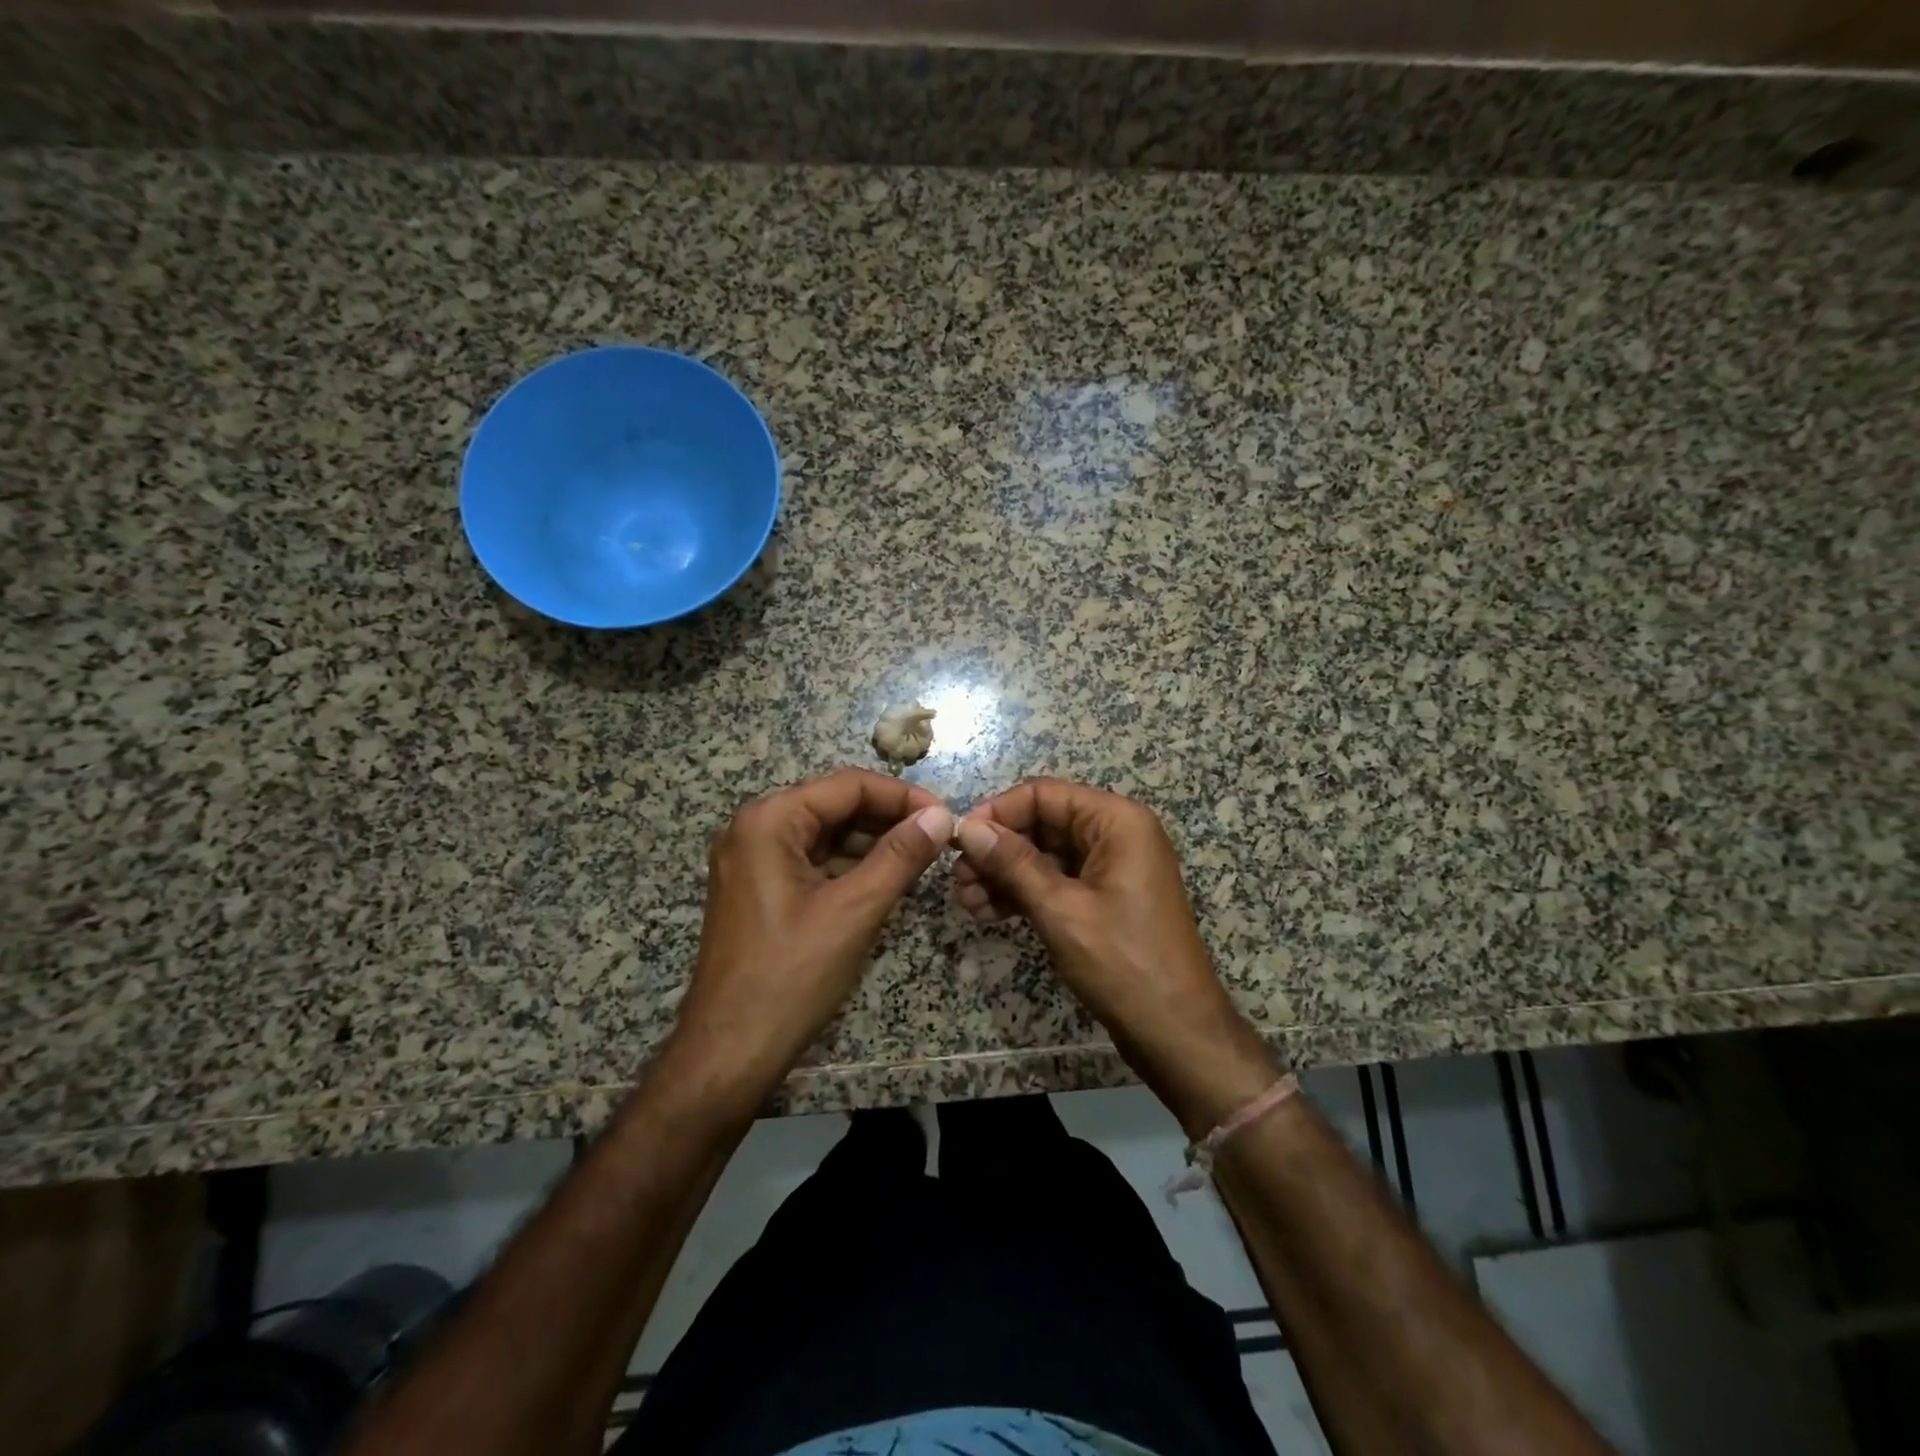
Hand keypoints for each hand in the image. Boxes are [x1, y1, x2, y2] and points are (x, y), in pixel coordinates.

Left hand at [665, 769, 952, 1112]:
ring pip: (826, 833)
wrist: (729, 1054)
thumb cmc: (790, 976)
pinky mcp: (759, 888)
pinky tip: (885, 879)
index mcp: (769, 820)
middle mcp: (755, 828)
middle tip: (938, 838)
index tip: (946, 816)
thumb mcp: (854, 910)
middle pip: (835, 805)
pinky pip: (812, 860)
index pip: (848, 785)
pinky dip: (850, 865)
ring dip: (873, 842)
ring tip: (921, 859)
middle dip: (888, 818)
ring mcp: (753, 859)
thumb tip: (942, 816)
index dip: (902, 796)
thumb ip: (900, 856)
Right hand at [953, 778, 1281, 1134]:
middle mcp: (1115, 833)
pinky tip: (988, 912)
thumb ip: (1012, 863)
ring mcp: (1110, 867)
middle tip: (958, 880)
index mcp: (1116, 821)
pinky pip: (1055, 880)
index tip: (957, 841)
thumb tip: (967, 828)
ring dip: (1004, 874)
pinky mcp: (1102, 898)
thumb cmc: (1123, 962)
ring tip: (967, 902)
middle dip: (997, 849)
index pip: (1043, 794)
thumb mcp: (1060, 909)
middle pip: (1041, 823)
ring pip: (1043, 854)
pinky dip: (1023, 893)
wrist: (1176, 1032)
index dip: (997, 812)